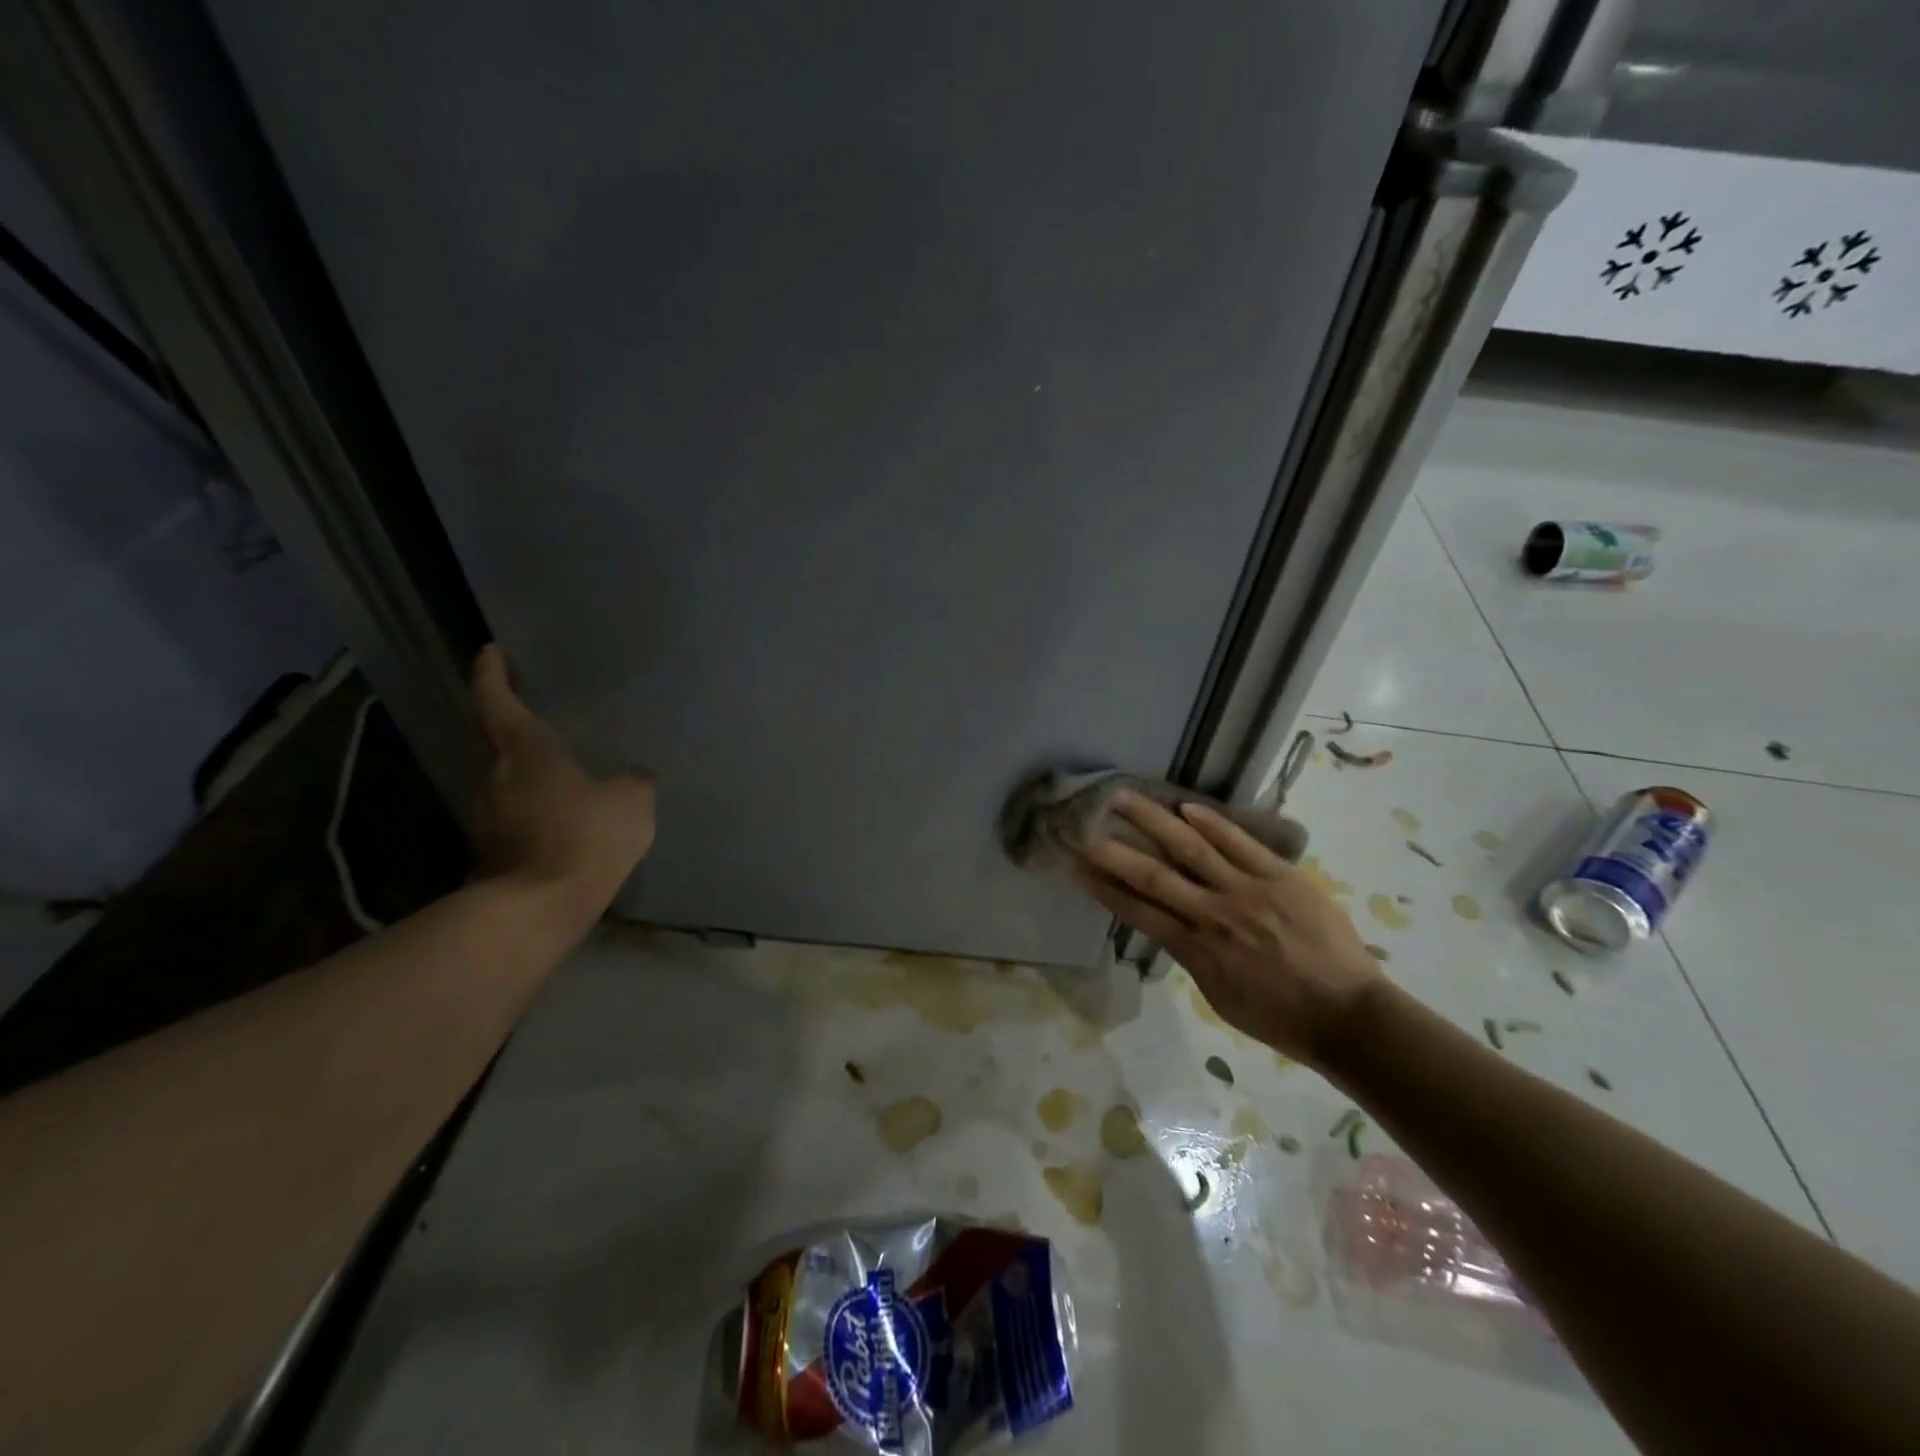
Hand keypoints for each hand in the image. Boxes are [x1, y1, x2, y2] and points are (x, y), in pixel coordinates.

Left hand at [469, 645, 655, 913]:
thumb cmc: (584, 836)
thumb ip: (634, 781)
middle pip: (495, 739)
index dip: (492, 673)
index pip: (497, 701)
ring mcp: (488, 815)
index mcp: (525, 752)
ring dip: (524, 768)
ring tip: (557, 765)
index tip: (490, 652)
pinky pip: (515, 811)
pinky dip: (533, 804)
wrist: (540, 907)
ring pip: (504, 778)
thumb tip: (634, 776)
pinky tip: (561, 813)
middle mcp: (495, 776)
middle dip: (510, 723)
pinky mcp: (494, 848)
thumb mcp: (632, 801)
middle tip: (535, 710)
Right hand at [1072, 793, 1381, 1063]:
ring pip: (1191, 847)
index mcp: (1197, 951)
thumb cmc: (1280, 1018)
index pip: (1138, 912)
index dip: (1103, 888)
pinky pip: (1240, 842)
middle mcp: (1214, 914)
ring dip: (1153, 820)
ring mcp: (1248, 890)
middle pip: (1154, 875)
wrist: (1349, 1016)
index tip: (1076, 866)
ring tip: (1124, 797)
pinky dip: (1211, 822)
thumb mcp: (1219, 997)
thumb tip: (1171, 926)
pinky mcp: (1281, 876)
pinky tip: (1185, 807)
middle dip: (1114, 849)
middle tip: (1084, 824)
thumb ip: (1191, 957)